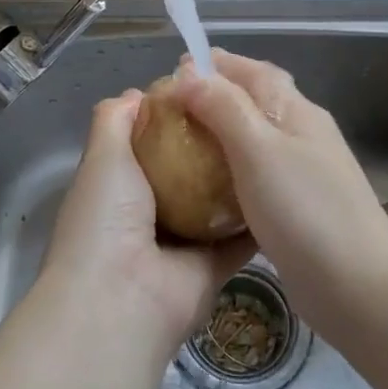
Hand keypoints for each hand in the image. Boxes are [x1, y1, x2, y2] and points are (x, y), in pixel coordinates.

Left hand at [40, 90, 253, 358]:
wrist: (123, 297)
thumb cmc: (106, 217)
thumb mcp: (102, 156)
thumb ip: (114, 120)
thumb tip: (137, 93)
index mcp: (119, 189)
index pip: (150, 145)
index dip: (174, 118)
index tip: (206, 91)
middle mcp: (150, 214)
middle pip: (187, 172)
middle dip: (212, 145)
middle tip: (250, 112)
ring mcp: (183, 243)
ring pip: (217, 203)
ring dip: (239, 179)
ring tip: (273, 140)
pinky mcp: (214, 267)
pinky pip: (241, 237)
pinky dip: (259, 216)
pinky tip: (285, 185)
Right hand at [173, 50, 387, 325]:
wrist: (360, 287)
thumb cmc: (306, 211)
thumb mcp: (258, 150)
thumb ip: (224, 108)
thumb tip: (189, 74)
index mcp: (297, 111)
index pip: (253, 70)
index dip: (215, 65)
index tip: (173, 71)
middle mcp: (302, 134)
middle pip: (255, 101)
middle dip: (214, 97)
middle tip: (171, 110)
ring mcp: (303, 172)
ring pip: (254, 139)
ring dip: (220, 134)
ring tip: (181, 144)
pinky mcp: (297, 208)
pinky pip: (256, 175)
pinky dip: (229, 171)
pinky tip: (207, 189)